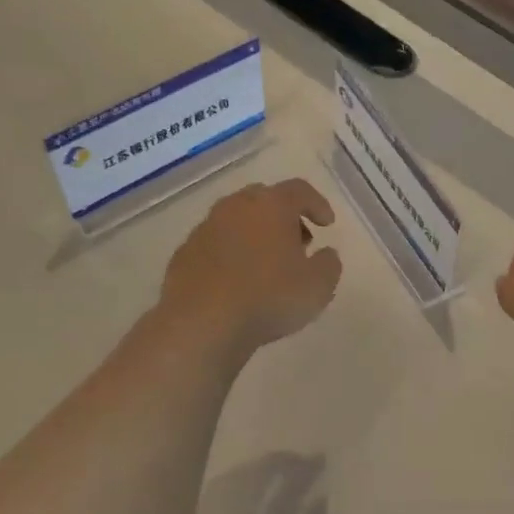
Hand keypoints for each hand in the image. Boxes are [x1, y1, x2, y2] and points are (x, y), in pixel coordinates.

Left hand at [162, 179, 342, 354]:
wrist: (202, 323)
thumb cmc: (268, 297)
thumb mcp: (318, 286)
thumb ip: (329, 264)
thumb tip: (326, 254)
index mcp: (271, 206)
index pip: (300, 190)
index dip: (317, 204)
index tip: (327, 224)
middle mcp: (235, 207)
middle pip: (265, 199)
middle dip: (285, 217)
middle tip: (298, 242)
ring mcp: (205, 229)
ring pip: (237, 221)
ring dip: (256, 235)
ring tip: (269, 265)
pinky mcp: (185, 253)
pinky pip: (216, 245)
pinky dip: (232, 254)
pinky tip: (239, 281)